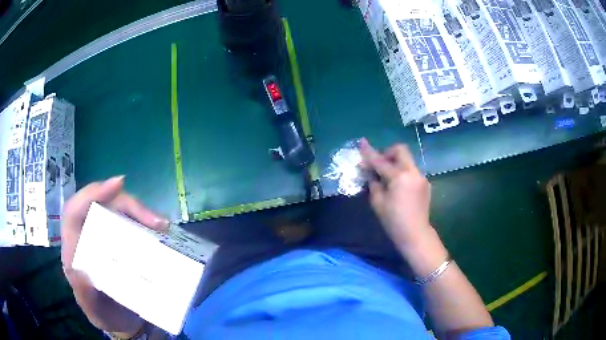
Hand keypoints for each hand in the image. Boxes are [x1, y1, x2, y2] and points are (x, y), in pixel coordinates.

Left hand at [61, 176, 168, 336]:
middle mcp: (89, 234)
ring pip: (120, 211)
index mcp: (74, 246)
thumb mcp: (92, 310)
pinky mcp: (123, 241)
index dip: (91, 194)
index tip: (117, 185)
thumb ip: (83, 295)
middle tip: (155, 220)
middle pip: (103, 205)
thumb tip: (79, 271)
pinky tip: (162, 232)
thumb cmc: (103, 313)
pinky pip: (134, 225)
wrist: (121, 321)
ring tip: (163, 225)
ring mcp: (107, 236)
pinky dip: (149, 225)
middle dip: (127, 204)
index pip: (75, 210)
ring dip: (142, 213)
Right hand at [360, 139, 431, 247]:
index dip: (369, 152)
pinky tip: (398, 187)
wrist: (415, 233)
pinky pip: (411, 171)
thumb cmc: (393, 221)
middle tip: (379, 164)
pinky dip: (403, 173)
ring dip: (396, 163)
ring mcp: (421, 177)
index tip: (362, 142)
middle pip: (400, 150)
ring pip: (407, 160)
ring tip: (387, 178)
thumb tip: (369, 171)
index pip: (381, 161)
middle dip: (388, 153)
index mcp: (399, 176)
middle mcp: (413, 172)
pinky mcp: (425, 183)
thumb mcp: (377, 202)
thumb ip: (373, 182)